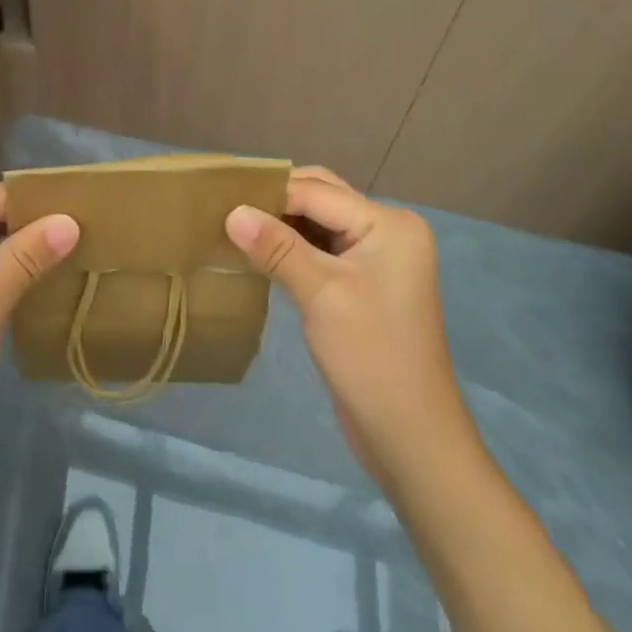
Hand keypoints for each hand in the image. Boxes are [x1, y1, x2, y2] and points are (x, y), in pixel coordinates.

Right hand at [225, 166, 466, 482]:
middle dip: (276, 201)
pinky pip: (322, 248)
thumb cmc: (370, 357)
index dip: (270, 194)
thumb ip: (276, 247)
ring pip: (319, 222)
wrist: (410, 438)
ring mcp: (377, 258)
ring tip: (236, 226)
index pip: (317, 192)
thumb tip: (232, 211)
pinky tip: (260, 253)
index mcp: (389, 223)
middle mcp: (387, 230)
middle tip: (227, 208)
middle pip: (321, 198)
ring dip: (281, 223)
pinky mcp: (363, 283)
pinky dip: (292, 246)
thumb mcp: (320, 294)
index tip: (221, 198)